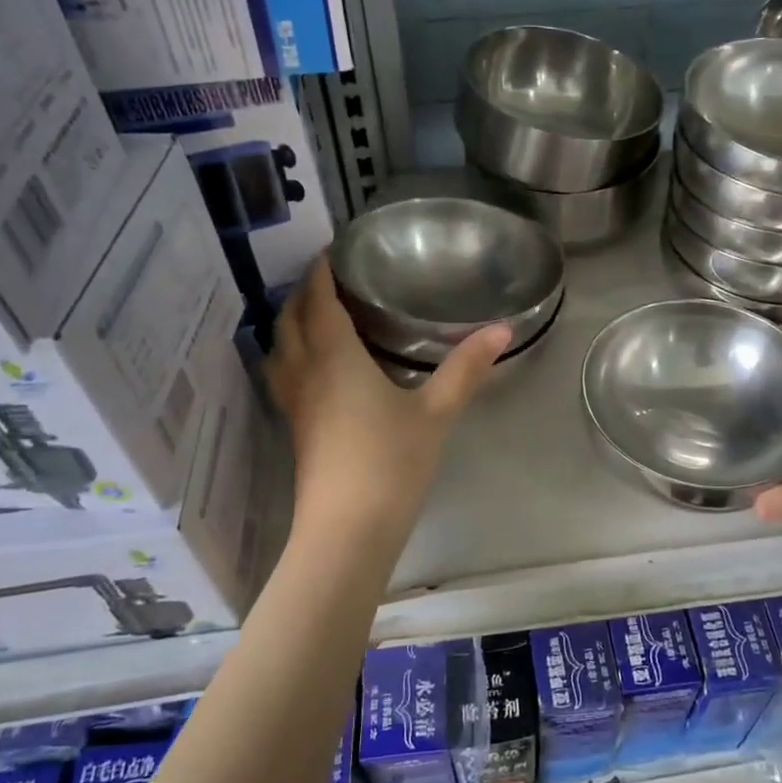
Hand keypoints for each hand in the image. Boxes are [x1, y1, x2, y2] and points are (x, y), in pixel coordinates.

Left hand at [267, 259, 508, 547]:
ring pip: (279, 348)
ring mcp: (295, 404)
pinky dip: (292, 353)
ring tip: (316, 314)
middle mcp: (306, 373)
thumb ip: (466, 369)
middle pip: (290, 320)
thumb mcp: (435, 413)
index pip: (319, 301)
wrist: (347, 531)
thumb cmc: (390, 463)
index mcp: (335, 358)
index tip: (331, 251)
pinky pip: (284, 374)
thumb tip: (502, 329)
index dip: (321, 272)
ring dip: (291, 323)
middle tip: (329, 278)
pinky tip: (316, 366)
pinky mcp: (296, 429)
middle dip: (302, 293)